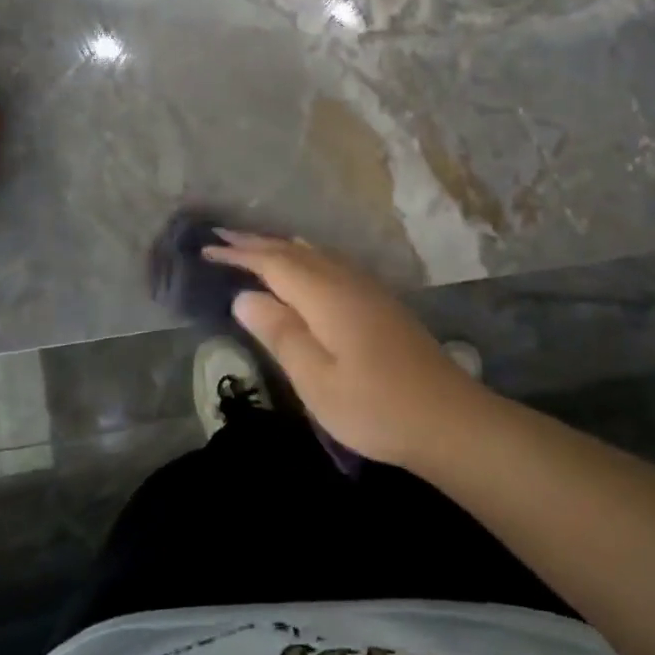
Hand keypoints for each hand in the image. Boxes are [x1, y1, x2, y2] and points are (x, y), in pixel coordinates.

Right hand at [203, 233, 492, 466]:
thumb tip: (245, 296)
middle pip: (295, 252)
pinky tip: (305, 269)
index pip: (273, 263)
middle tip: (221, 236)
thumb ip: (280, 333)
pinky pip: (332, 265)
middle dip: (257, 243)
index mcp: (327, 296)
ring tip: (254, 247)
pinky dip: (306, 259)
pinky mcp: (380, 303)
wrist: (448, 418)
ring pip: (316, 255)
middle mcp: (347, 281)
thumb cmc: (375, 407)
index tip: (207, 248)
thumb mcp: (316, 379)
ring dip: (281, 248)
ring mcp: (368, 289)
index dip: (239, 254)